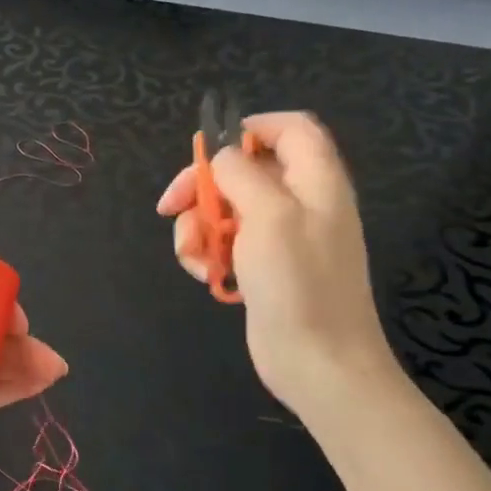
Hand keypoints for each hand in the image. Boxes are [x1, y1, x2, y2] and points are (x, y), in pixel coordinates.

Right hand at [156, 111, 395, 414]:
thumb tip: (221, 158)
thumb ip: (242, 173)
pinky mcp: (262, 266)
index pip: (291, 128)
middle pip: (242, 169)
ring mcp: (281, 237)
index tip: (209, 148)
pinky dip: (207, 254)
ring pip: (224, 208)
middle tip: (171, 206)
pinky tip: (206, 275)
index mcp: (315, 181)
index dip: (250, 128)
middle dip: (201, 186)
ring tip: (194, 256)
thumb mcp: (270, 214)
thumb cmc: (299, 283)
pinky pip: (225, 242)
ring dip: (197, 227)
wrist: (319, 363)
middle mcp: (300, 202)